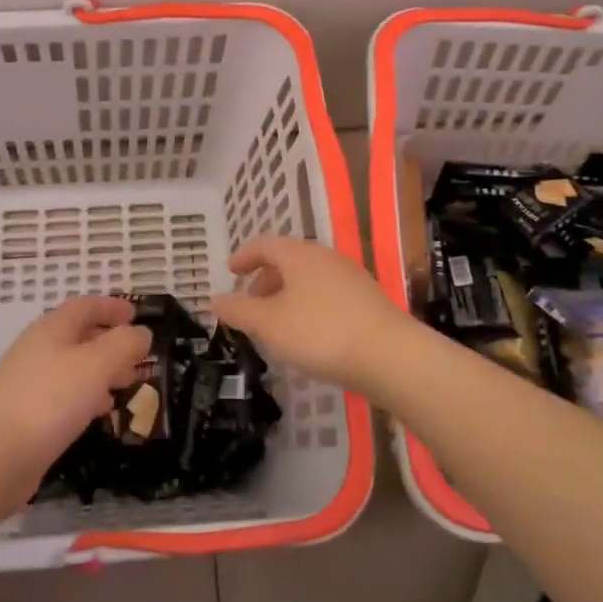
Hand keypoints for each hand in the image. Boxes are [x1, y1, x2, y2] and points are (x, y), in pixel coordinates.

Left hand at [0, 296, 150, 486]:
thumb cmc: (51, 399)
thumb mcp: (98, 364)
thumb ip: (124, 344)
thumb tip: (141, 333)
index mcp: (52, 328)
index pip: (85, 306)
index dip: (111, 307)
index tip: (136, 315)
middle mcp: (38, 348)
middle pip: (78, 335)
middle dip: (111, 342)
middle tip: (138, 356)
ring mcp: (28, 382)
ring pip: (73, 367)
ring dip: (102, 370)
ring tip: (126, 384)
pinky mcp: (25, 413)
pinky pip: (63, 394)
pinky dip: (87, 395)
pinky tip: (100, 411)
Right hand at [209, 235, 411, 389]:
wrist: (390, 356)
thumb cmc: (321, 333)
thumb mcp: (269, 324)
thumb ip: (239, 310)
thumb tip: (212, 299)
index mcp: (300, 255)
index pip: (265, 244)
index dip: (244, 256)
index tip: (229, 271)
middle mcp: (326, 258)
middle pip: (289, 260)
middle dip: (265, 279)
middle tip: (249, 303)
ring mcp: (351, 278)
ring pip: (309, 278)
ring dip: (286, 294)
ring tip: (275, 323)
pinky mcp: (367, 301)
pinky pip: (327, 294)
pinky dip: (307, 305)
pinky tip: (307, 334)